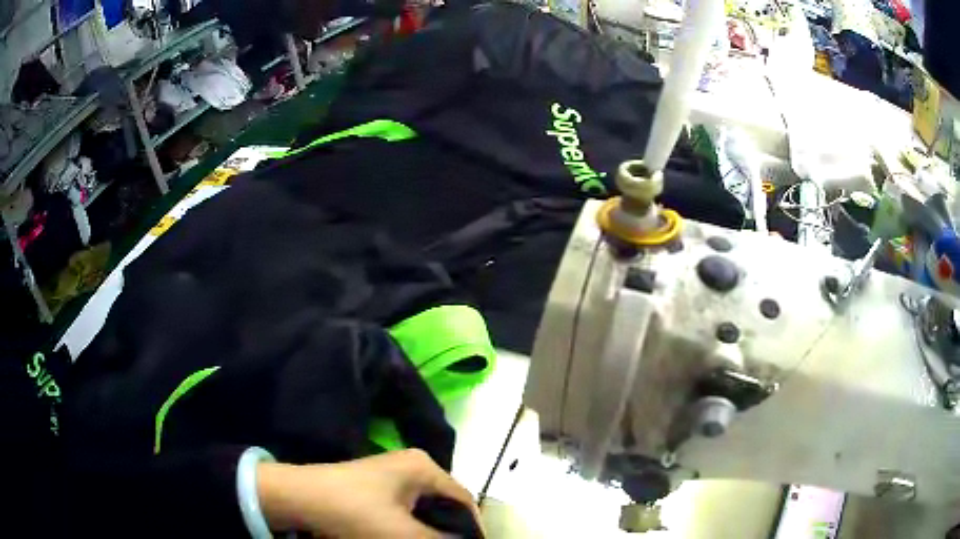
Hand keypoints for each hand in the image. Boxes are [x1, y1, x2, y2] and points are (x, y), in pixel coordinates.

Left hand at [257, 449, 479, 537]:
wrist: (299, 498)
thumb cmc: (354, 511)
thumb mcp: (402, 533)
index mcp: (424, 467)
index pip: (463, 499)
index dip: (473, 528)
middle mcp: (412, 466)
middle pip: (444, 504)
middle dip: (448, 529)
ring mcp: (391, 475)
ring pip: (424, 509)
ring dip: (428, 530)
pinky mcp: (375, 487)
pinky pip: (405, 510)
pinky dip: (410, 526)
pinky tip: (404, 538)